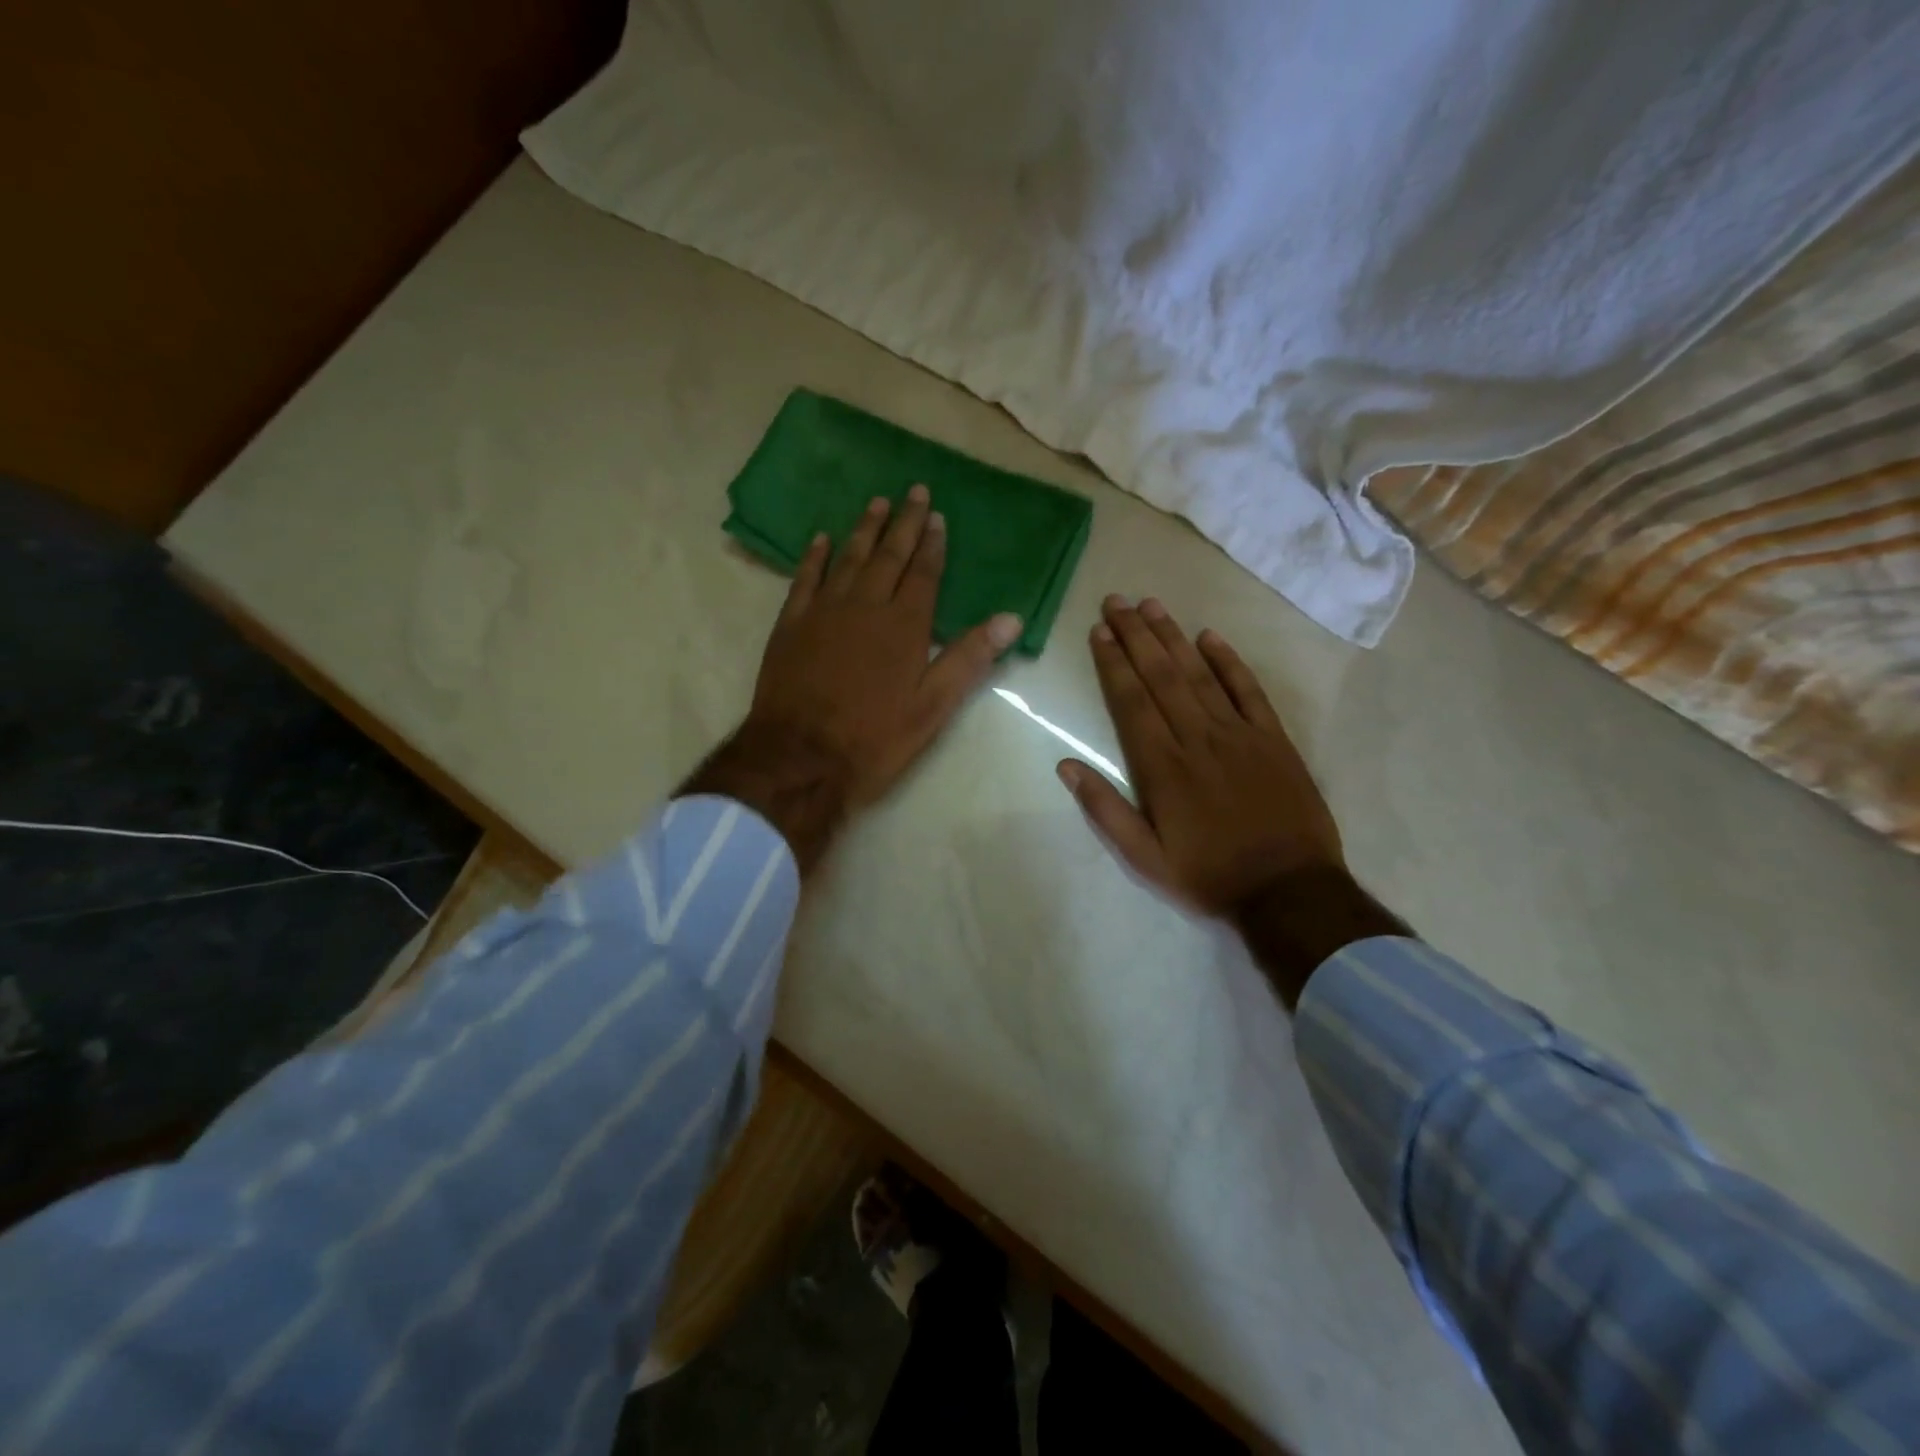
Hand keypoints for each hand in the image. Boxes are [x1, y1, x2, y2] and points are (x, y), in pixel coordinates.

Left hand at [684, 485, 1020, 871]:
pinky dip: (815, 556)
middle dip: (903, 523)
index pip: (923, 574)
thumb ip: (969, 659)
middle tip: (912, 490)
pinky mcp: (791, 624)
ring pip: (848, 558)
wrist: (799, 757)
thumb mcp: (932, 708)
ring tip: (876, 502)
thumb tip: (1011, 618)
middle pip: (888, 556)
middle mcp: (865, 606)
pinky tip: (821, 539)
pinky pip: (804, 578)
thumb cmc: (874, 738)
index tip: (937, 516)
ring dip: (864, 529)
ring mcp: (823, 611)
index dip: (932, 544)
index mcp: (904, 626)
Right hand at [1056, 596, 1343, 916]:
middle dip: (1135, 635)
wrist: (1289, 891)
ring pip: (1198, 674)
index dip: (1113, 663)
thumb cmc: (1209, 875)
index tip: (1098, 631)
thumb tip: (1065, 766)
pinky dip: (1229, 662)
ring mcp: (1239, 734)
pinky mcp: (1273, 739)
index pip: (1131, 701)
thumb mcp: (1144, 859)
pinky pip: (1248, 690)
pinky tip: (1210, 637)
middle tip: (1116, 601)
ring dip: (1172, 637)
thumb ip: (1104, 811)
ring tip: (1151, 605)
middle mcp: (1197, 739)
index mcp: (1163, 767)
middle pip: (1161, 676)